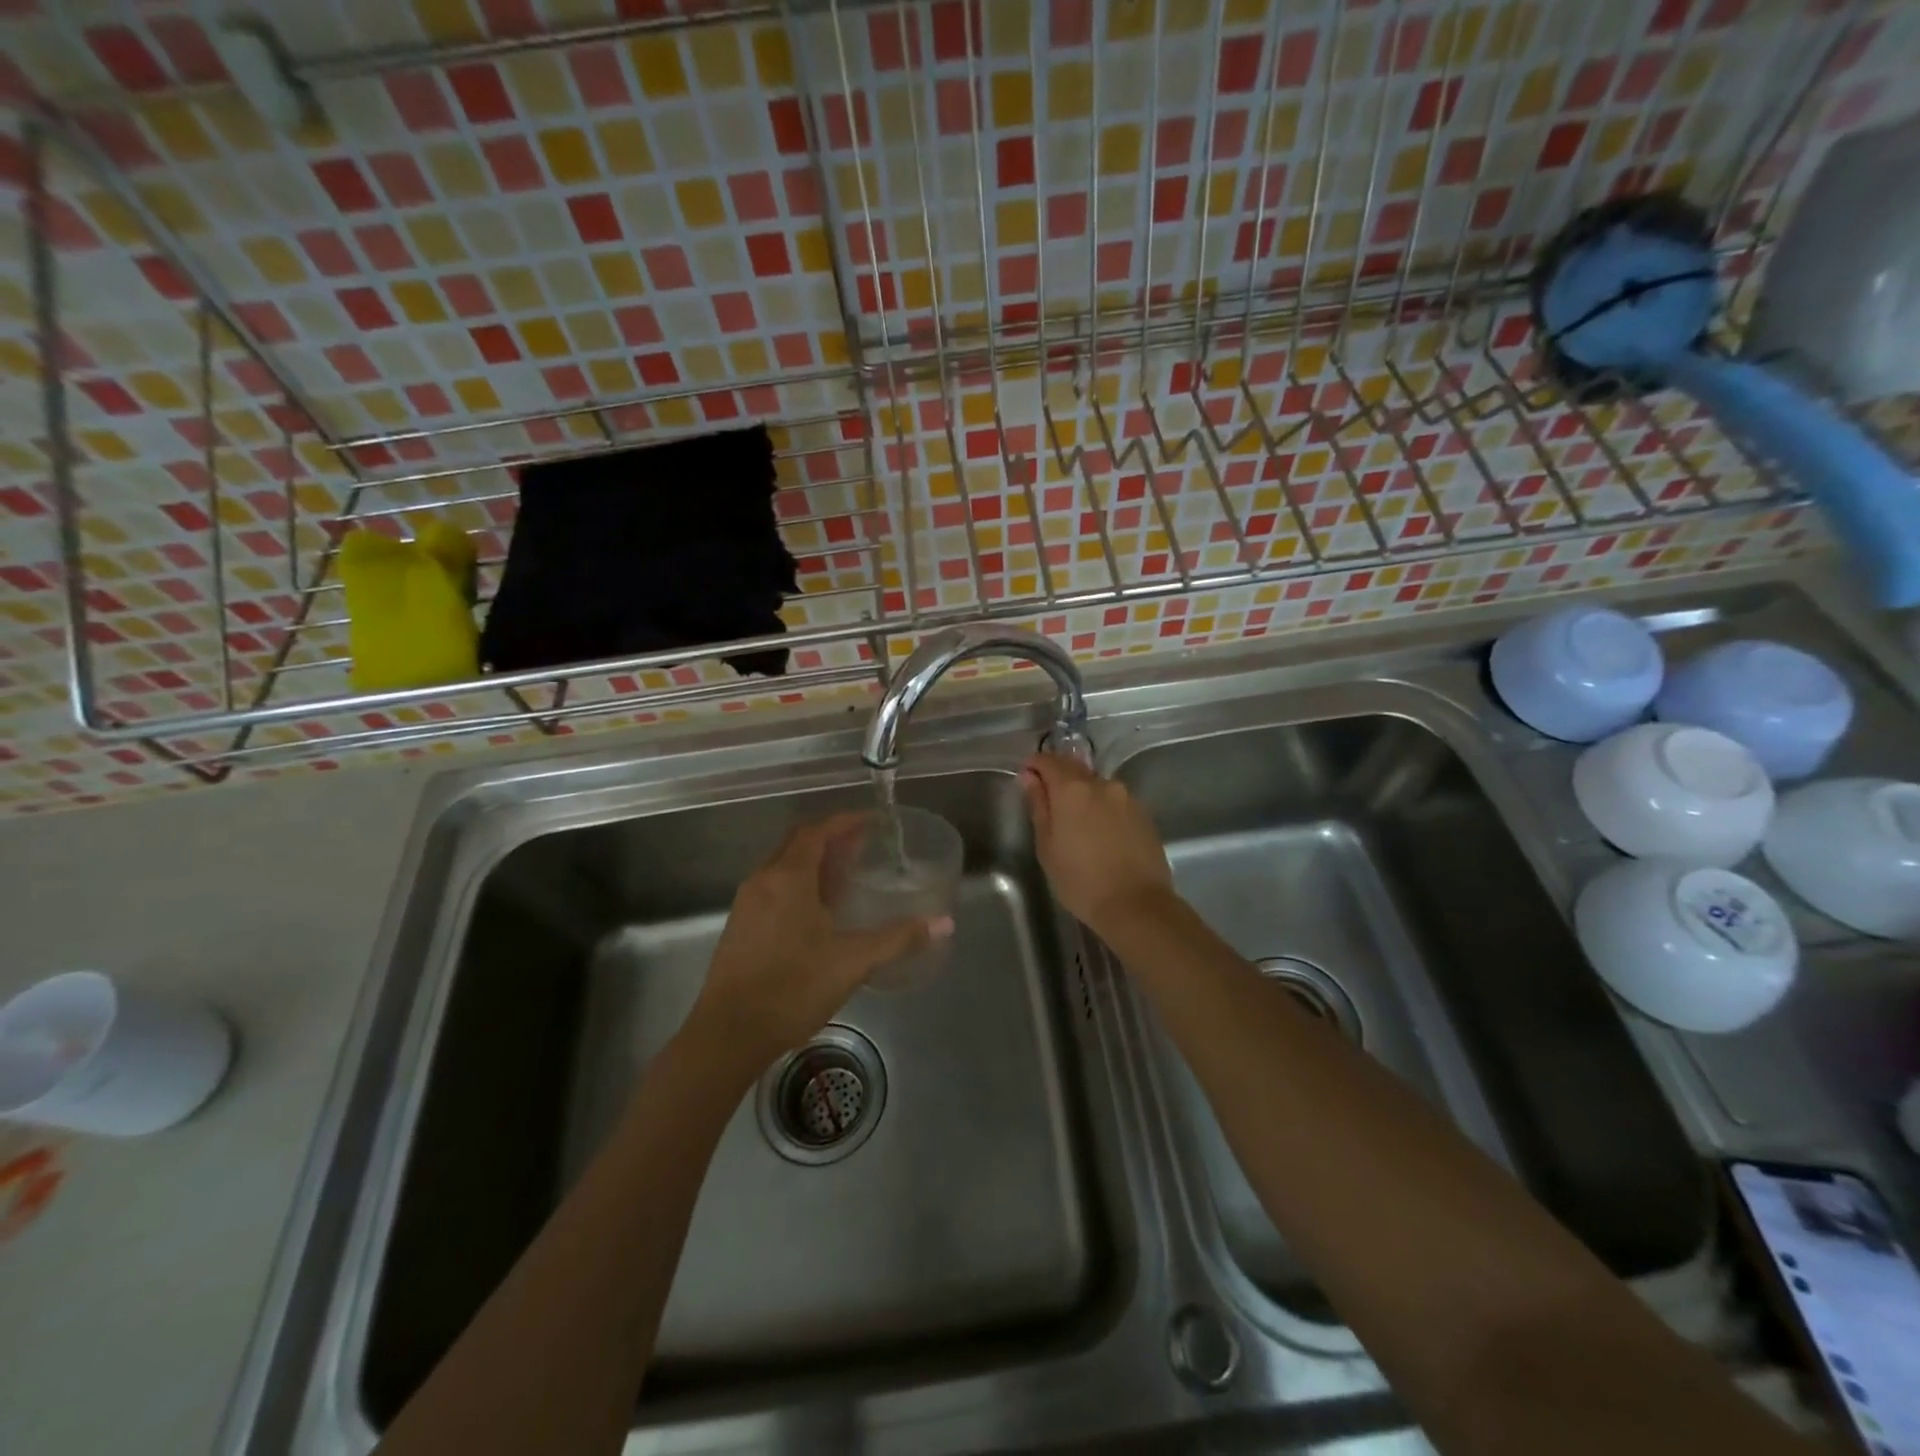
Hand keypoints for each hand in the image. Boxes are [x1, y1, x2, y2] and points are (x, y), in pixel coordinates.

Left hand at [689, 814, 951, 1067]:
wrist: (728, 1034)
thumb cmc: (793, 987)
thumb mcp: (853, 961)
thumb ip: (899, 938)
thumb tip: (944, 923)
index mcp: (788, 877)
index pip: (817, 831)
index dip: (846, 821)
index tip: (874, 822)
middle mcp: (763, 880)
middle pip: (798, 843)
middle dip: (831, 839)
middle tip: (864, 847)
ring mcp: (747, 904)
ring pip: (783, 867)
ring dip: (814, 864)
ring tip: (846, 878)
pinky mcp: (740, 928)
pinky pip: (773, 889)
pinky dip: (799, 886)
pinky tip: (818, 914)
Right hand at [1020, 753, 1172, 935]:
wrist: (1137, 905)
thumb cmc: (1081, 881)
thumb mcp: (1047, 847)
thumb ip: (1039, 806)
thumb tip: (1030, 777)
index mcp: (1073, 789)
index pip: (1048, 761)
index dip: (1034, 765)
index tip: (1026, 778)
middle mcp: (1102, 784)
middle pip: (1075, 768)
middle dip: (1058, 777)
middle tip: (1047, 801)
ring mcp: (1127, 797)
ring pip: (1097, 785)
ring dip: (1083, 794)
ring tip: (1076, 821)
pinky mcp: (1144, 814)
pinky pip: (1115, 801)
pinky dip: (1103, 808)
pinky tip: (1100, 832)